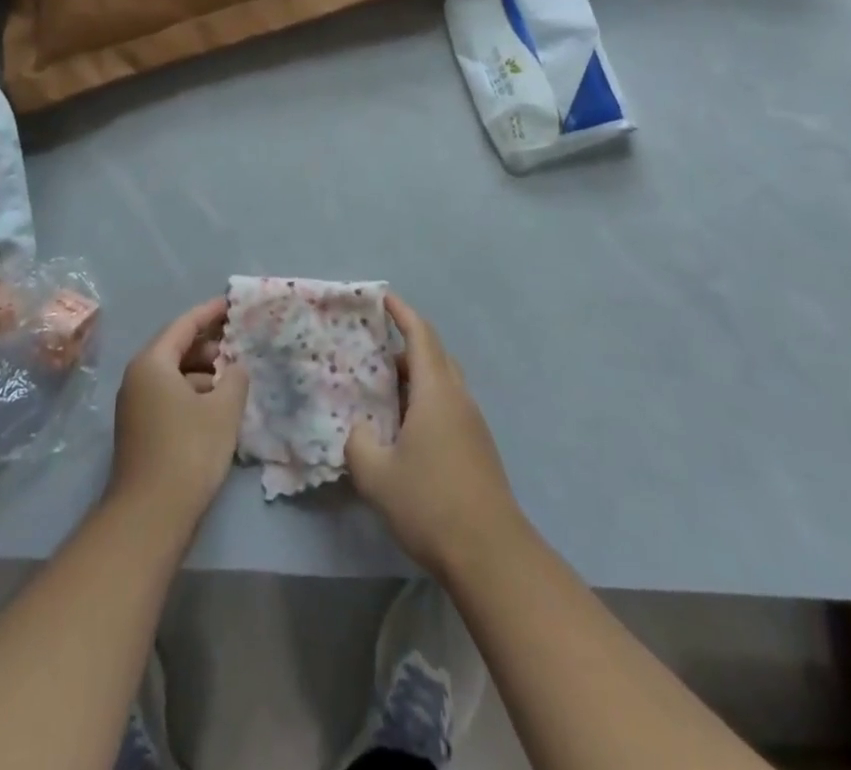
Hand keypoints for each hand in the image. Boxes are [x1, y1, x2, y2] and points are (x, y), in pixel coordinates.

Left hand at [107, 299, 248, 532]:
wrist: (150, 516)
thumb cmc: (188, 450)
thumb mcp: (223, 409)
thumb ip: (235, 378)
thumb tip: (235, 367)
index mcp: (152, 363)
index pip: (184, 325)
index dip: (210, 312)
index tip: (232, 304)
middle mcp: (138, 378)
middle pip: (176, 348)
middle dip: (209, 345)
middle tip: (239, 344)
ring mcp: (135, 406)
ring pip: (174, 375)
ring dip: (203, 373)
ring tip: (234, 378)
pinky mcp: (140, 430)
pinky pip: (170, 396)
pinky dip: (193, 393)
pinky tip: (218, 407)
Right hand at [346, 294, 528, 578]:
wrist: (491, 554)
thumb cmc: (431, 504)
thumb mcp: (377, 476)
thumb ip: (358, 444)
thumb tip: (358, 430)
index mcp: (436, 391)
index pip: (420, 335)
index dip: (401, 312)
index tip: (382, 297)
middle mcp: (458, 398)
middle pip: (435, 354)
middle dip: (406, 343)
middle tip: (373, 347)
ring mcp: (472, 423)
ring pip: (443, 381)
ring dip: (415, 375)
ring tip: (383, 388)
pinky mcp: (478, 447)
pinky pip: (448, 405)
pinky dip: (425, 400)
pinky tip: (404, 427)